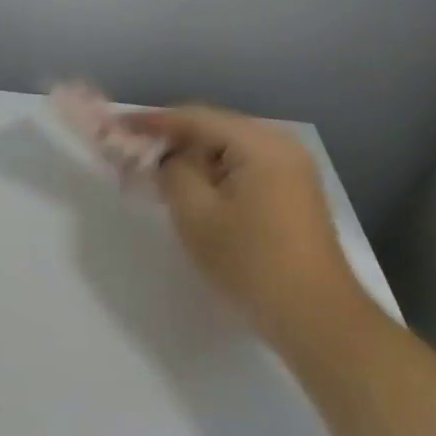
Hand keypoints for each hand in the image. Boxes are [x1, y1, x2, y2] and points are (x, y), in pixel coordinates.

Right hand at [126, 106, 364, 353]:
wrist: (316, 318)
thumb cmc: (252, 263)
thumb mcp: (197, 216)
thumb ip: (172, 173)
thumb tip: (167, 158)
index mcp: (261, 143)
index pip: (196, 118)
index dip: (153, 122)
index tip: (118, 127)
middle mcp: (282, 145)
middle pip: (215, 131)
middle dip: (173, 142)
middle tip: (134, 155)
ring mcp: (293, 171)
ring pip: (229, 152)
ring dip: (193, 162)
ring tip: (158, 176)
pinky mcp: (294, 195)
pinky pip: (245, 171)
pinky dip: (215, 177)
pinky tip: (194, 195)